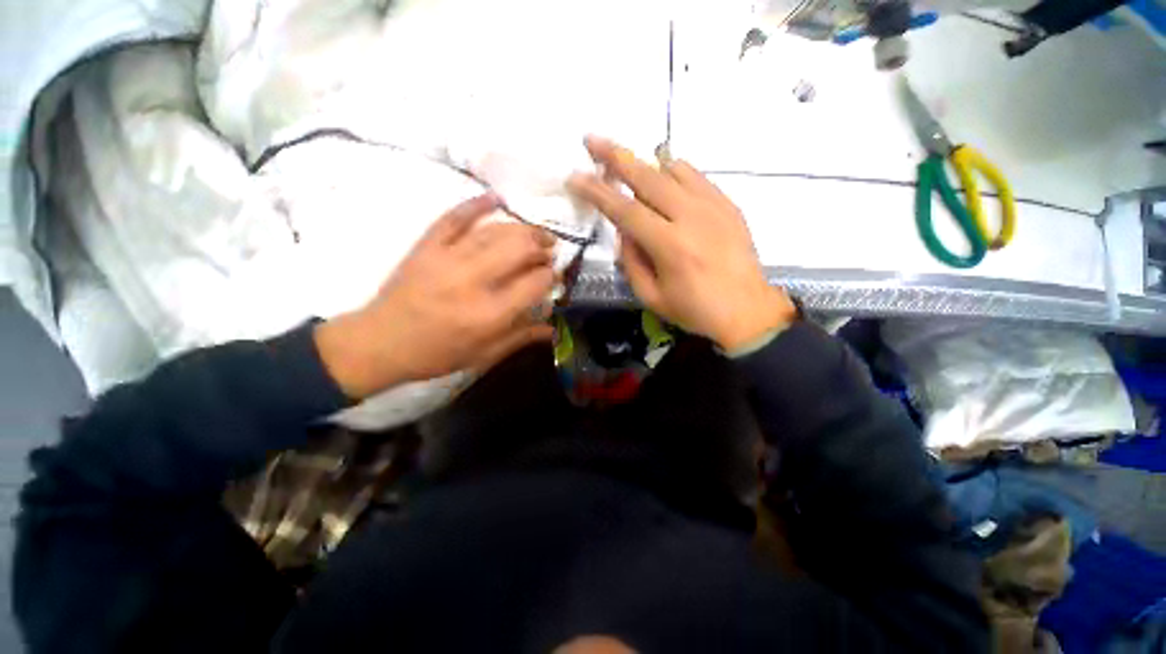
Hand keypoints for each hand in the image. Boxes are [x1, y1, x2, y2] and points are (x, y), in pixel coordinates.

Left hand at [315, 194, 555, 397]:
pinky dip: (475, 205)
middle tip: (550, 250)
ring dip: (521, 229)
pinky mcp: (427, 247)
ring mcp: (447, 259)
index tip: (556, 275)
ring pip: (494, 232)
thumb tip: (553, 327)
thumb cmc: (436, 354)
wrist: (379, 343)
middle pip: (518, 249)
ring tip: (535, 233)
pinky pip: (454, 218)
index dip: (551, 276)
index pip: (534, 283)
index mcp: (489, 314)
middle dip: (540, 246)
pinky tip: (496, 198)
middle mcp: (472, 282)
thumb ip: (521, 337)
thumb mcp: (485, 355)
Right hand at [567, 137, 795, 350]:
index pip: (624, 210)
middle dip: (615, 156)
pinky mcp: (728, 204)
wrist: (747, 310)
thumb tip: (624, 230)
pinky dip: (674, 172)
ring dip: (645, 164)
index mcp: (669, 246)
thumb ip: (631, 261)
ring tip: (629, 166)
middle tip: (592, 140)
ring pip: (673, 169)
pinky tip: (665, 178)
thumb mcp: (651, 296)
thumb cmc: (694, 309)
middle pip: (647, 177)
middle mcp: (691, 217)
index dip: (597, 192)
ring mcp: (713, 206)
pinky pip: (696, 176)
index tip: (575, 177)